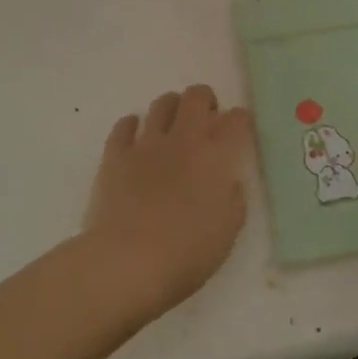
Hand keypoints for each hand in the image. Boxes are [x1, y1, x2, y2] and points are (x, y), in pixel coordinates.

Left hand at [82, 85, 253, 315]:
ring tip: (173, 126)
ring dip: (172, 108)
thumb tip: (230, 181)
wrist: (128, 262)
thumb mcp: (227, 231)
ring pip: (162, 103)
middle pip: (197, 96)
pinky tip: (136, 137)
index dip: (241, 120)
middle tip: (206, 119)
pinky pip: (124, 125)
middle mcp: (184, 139)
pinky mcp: (116, 155)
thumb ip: (234, 199)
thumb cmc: (187, 253)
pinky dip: (132, 125)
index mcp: (216, 156)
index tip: (240, 130)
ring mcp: (147, 143)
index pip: (236, 120)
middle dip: (205, 100)